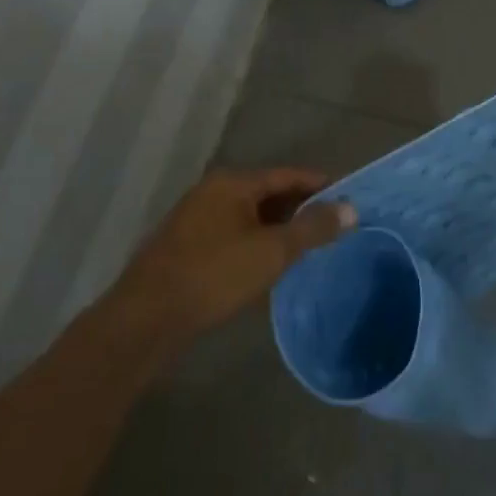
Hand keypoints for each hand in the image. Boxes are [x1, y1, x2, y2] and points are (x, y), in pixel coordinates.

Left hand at [115, 169, 356, 341]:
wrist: (144, 321)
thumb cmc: (213, 275)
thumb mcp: (271, 251)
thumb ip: (312, 228)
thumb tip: (351, 208)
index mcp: (233, 183)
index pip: (287, 175)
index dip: (319, 184)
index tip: (348, 196)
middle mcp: (212, 192)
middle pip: (268, 194)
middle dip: (299, 209)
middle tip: (332, 226)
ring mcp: (195, 220)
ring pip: (249, 217)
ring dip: (277, 230)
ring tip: (307, 248)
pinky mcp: (185, 249)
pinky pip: (232, 236)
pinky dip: (255, 245)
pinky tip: (269, 268)